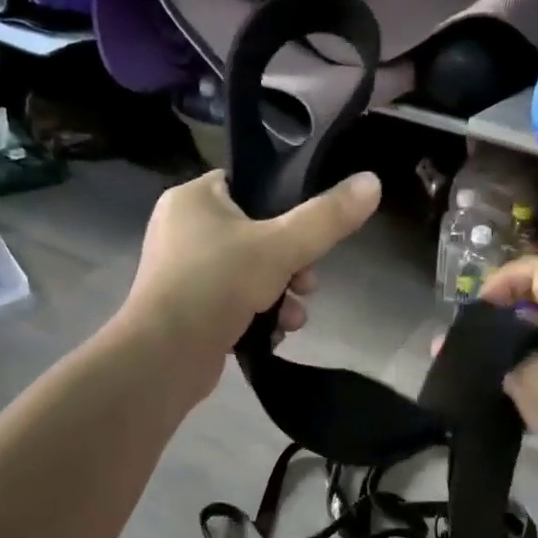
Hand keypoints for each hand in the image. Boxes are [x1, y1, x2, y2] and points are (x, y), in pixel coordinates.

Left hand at [121, 168, 381, 400]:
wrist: (165, 356)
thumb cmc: (217, 285)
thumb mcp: (281, 247)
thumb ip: (327, 218)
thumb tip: (372, 182)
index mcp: (193, 199)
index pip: (249, 185)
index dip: (285, 207)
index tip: (310, 235)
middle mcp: (183, 229)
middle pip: (256, 234)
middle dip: (292, 264)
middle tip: (307, 284)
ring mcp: (183, 272)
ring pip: (249, 272)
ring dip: (281, 295)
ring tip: (294, 318)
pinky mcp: (188, 309)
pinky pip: (233, 301)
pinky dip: (257, 315)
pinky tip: (274, 334)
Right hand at [477, 256, 537, 474]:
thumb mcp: (531, 379)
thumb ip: (493, 361)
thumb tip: (456, 348)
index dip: (506, 277)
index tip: (478, 308)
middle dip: (501, 323)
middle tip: (469, 348)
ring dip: (511, 359)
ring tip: (479, 381)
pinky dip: (528, 386)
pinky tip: (506, 409)